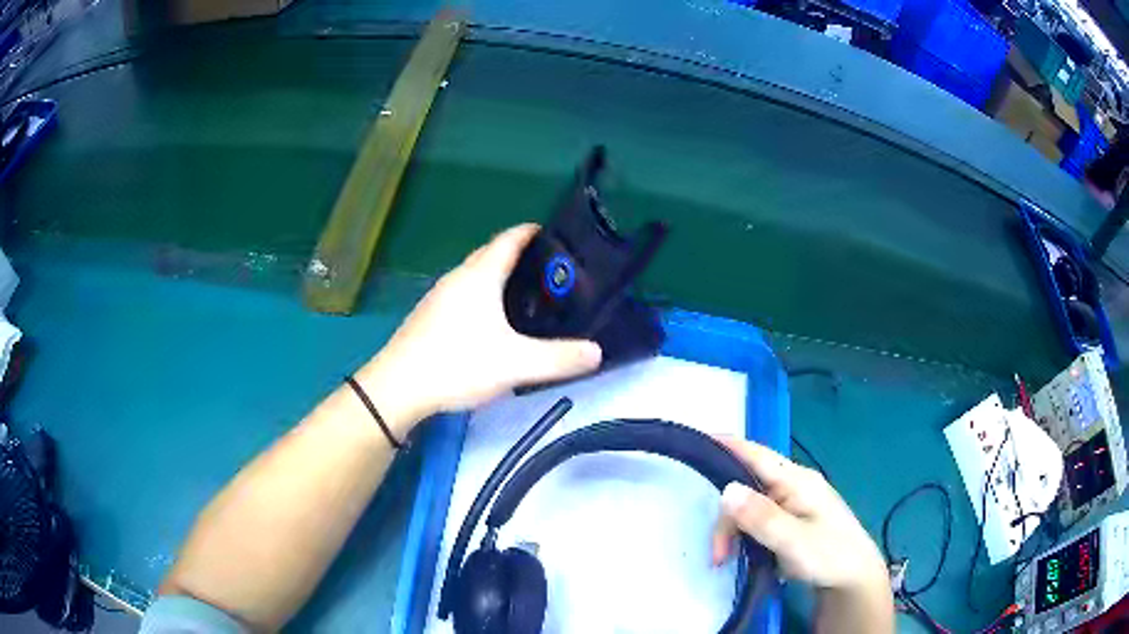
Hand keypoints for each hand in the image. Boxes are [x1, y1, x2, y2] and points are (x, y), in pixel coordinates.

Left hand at [358, 224, 601, 430]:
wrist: (398, 388)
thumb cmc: (457, 364)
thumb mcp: (515, 364)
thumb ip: (558, 358)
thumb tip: (597, 352)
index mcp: (480, 277)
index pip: (509, 239)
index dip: (531, 232)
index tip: (554, 235)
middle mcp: (458, 278)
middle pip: (490, 254)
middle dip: (518, 255)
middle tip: (548, 273)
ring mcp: (438, 296)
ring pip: (474, 275)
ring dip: (497, 276)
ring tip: (524, 297)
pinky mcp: (428, 316)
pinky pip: (461, 294)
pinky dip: (481, 296)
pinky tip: (489, 324)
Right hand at [711, 437, 888, 594]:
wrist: (853, 581)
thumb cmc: (830, 557)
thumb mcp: (795, 541)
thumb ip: (762, 517)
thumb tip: (726, 489)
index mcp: (797, 481)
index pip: (757, 455)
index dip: (727, 445)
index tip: (696, 439)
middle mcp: (793, 486)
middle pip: (746, 487)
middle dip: (726, 518)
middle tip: (718, 554)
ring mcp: (791, 504)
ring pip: (748, 507)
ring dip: (732, 532)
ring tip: (726, 561)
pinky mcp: (788, 522)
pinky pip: (756, 521)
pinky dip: (743, 537)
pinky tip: (741, 555)